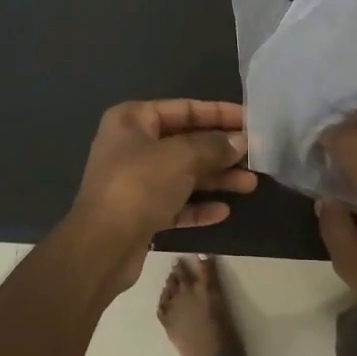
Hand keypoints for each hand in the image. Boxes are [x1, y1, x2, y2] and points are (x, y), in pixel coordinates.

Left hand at [70, 100, 256, 253]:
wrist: (101, 246)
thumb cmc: (139, 186)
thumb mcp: (181, 158)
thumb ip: (214, 146)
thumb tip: (241, 141)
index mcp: (133, 120)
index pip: (184, 108)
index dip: (219, 113)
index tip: (250, 120)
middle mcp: (132, 146)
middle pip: (186, 142)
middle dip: (221, 150)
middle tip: (256, 155)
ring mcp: (135, 181)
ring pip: (184, 174)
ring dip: (216, 179)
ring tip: (251, 184)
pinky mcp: (140, 212)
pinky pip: (176, 203)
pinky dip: (198, 206)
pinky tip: (224, 211)